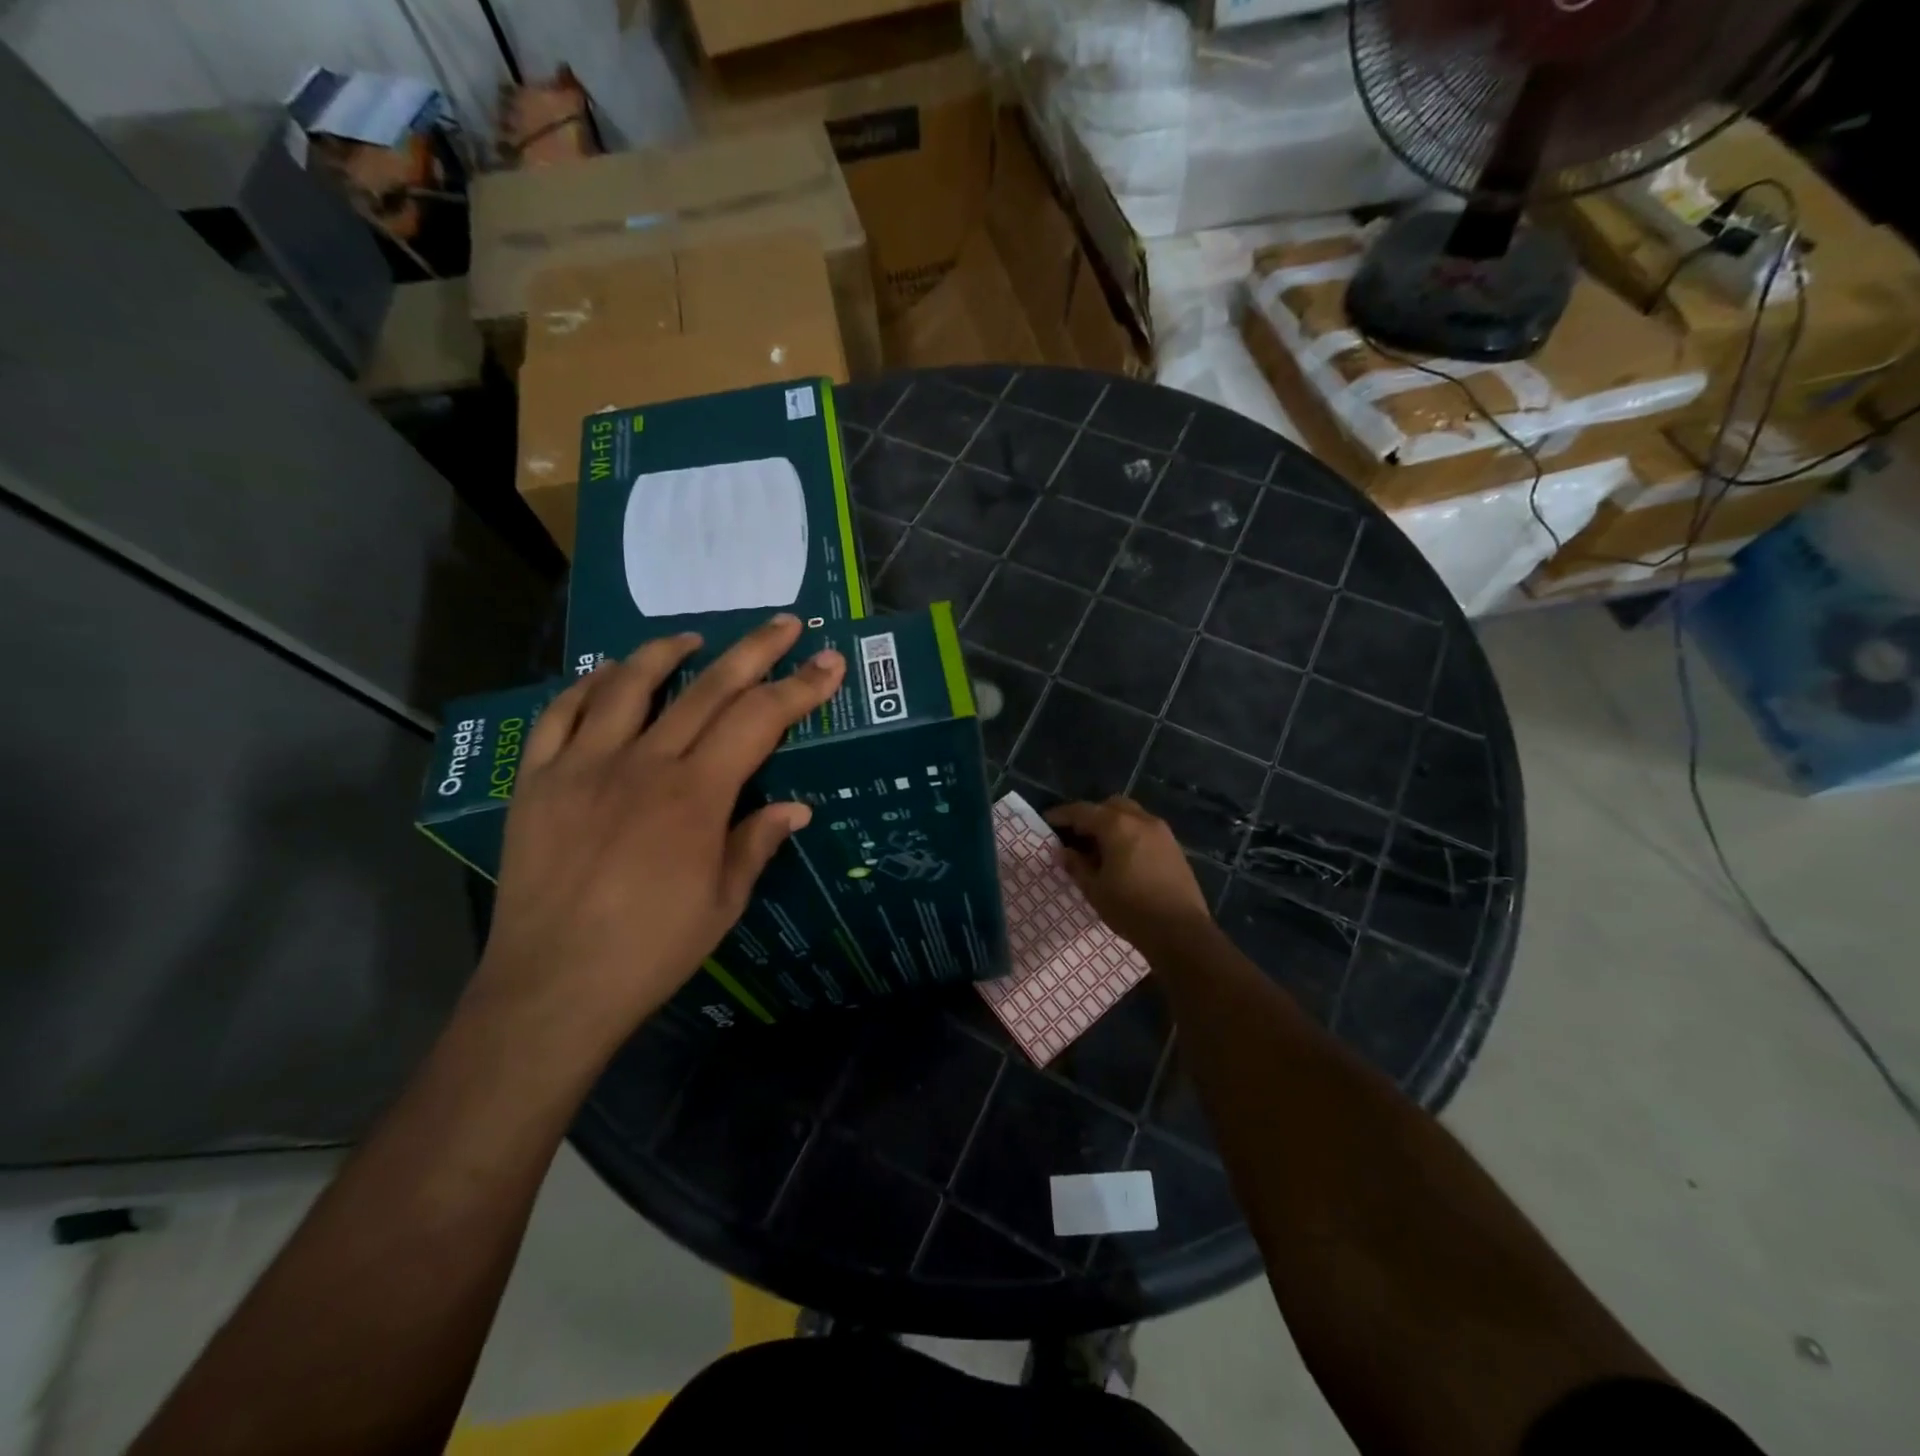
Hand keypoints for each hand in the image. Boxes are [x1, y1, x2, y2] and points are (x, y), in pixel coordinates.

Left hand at [469, 615, 844, 1051]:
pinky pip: (559, 715)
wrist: (552, 987)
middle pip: (707, 688)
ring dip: (668, 652)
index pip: (759, 720)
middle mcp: (643, 764)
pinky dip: (588, 686)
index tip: (829, 661)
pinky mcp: (537, 780)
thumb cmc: (651, 951)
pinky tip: (607, 676)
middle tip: (784, 623)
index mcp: (696, 795)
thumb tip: (796, 807)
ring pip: (629, 685)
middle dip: (754, 650)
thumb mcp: (723, 902)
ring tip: (694, 638)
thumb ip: (756, 842)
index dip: (799, 687)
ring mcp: (583, 766)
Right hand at [1046, 798, 1213, 955]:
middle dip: (1092, 815)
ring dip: (1113, 823)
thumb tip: (1063, 852)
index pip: (1083, 811)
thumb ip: (1077, 866)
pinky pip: (1145, 829)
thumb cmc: (1131, 909)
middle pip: (1110, 806)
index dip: (1062, 815)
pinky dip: (1130, 834)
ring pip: (1131, 815)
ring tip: (1100, 847)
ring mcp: (1162, 832)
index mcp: (1117, 826)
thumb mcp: (1095, 889)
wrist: (1181, 931)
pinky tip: (1123, 857)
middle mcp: (1141, 820)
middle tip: (1076, 835)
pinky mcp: (1174, 847)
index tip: (1047, 820)